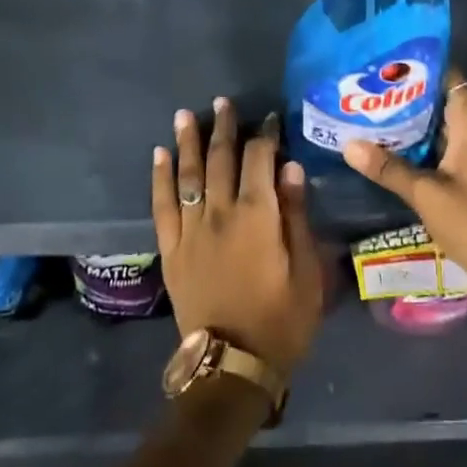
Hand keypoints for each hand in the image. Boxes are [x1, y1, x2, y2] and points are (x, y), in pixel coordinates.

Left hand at [152, 98, 322, 376]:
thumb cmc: (281, 320)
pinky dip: (160, 177)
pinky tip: (159, 155)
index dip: (265, 136)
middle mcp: (220, 213)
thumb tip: (289, 167)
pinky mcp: (171, 248)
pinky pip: (162, 205)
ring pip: (188, 175)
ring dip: (187, 142)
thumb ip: (295, 215)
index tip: (270, 119)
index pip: (259, 160)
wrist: (231, 364)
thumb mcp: (307, 271)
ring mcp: (191, 229)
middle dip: (224, 128)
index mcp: (257, 216)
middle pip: (220, 159)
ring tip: (185, 115)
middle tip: (224, 102)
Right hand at [342, 71, 466, 314]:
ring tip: (369, 117)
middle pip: (442, 102)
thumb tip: (349, 144)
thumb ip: (388, 168)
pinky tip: (391, 153)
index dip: (420, 68)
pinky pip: (445, 151)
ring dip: (411, 126)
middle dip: (406, 97)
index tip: (384, 64)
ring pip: (442, 129)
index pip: (449, 78)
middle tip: (366, 92)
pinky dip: (421, 149)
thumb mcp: (427, 195)